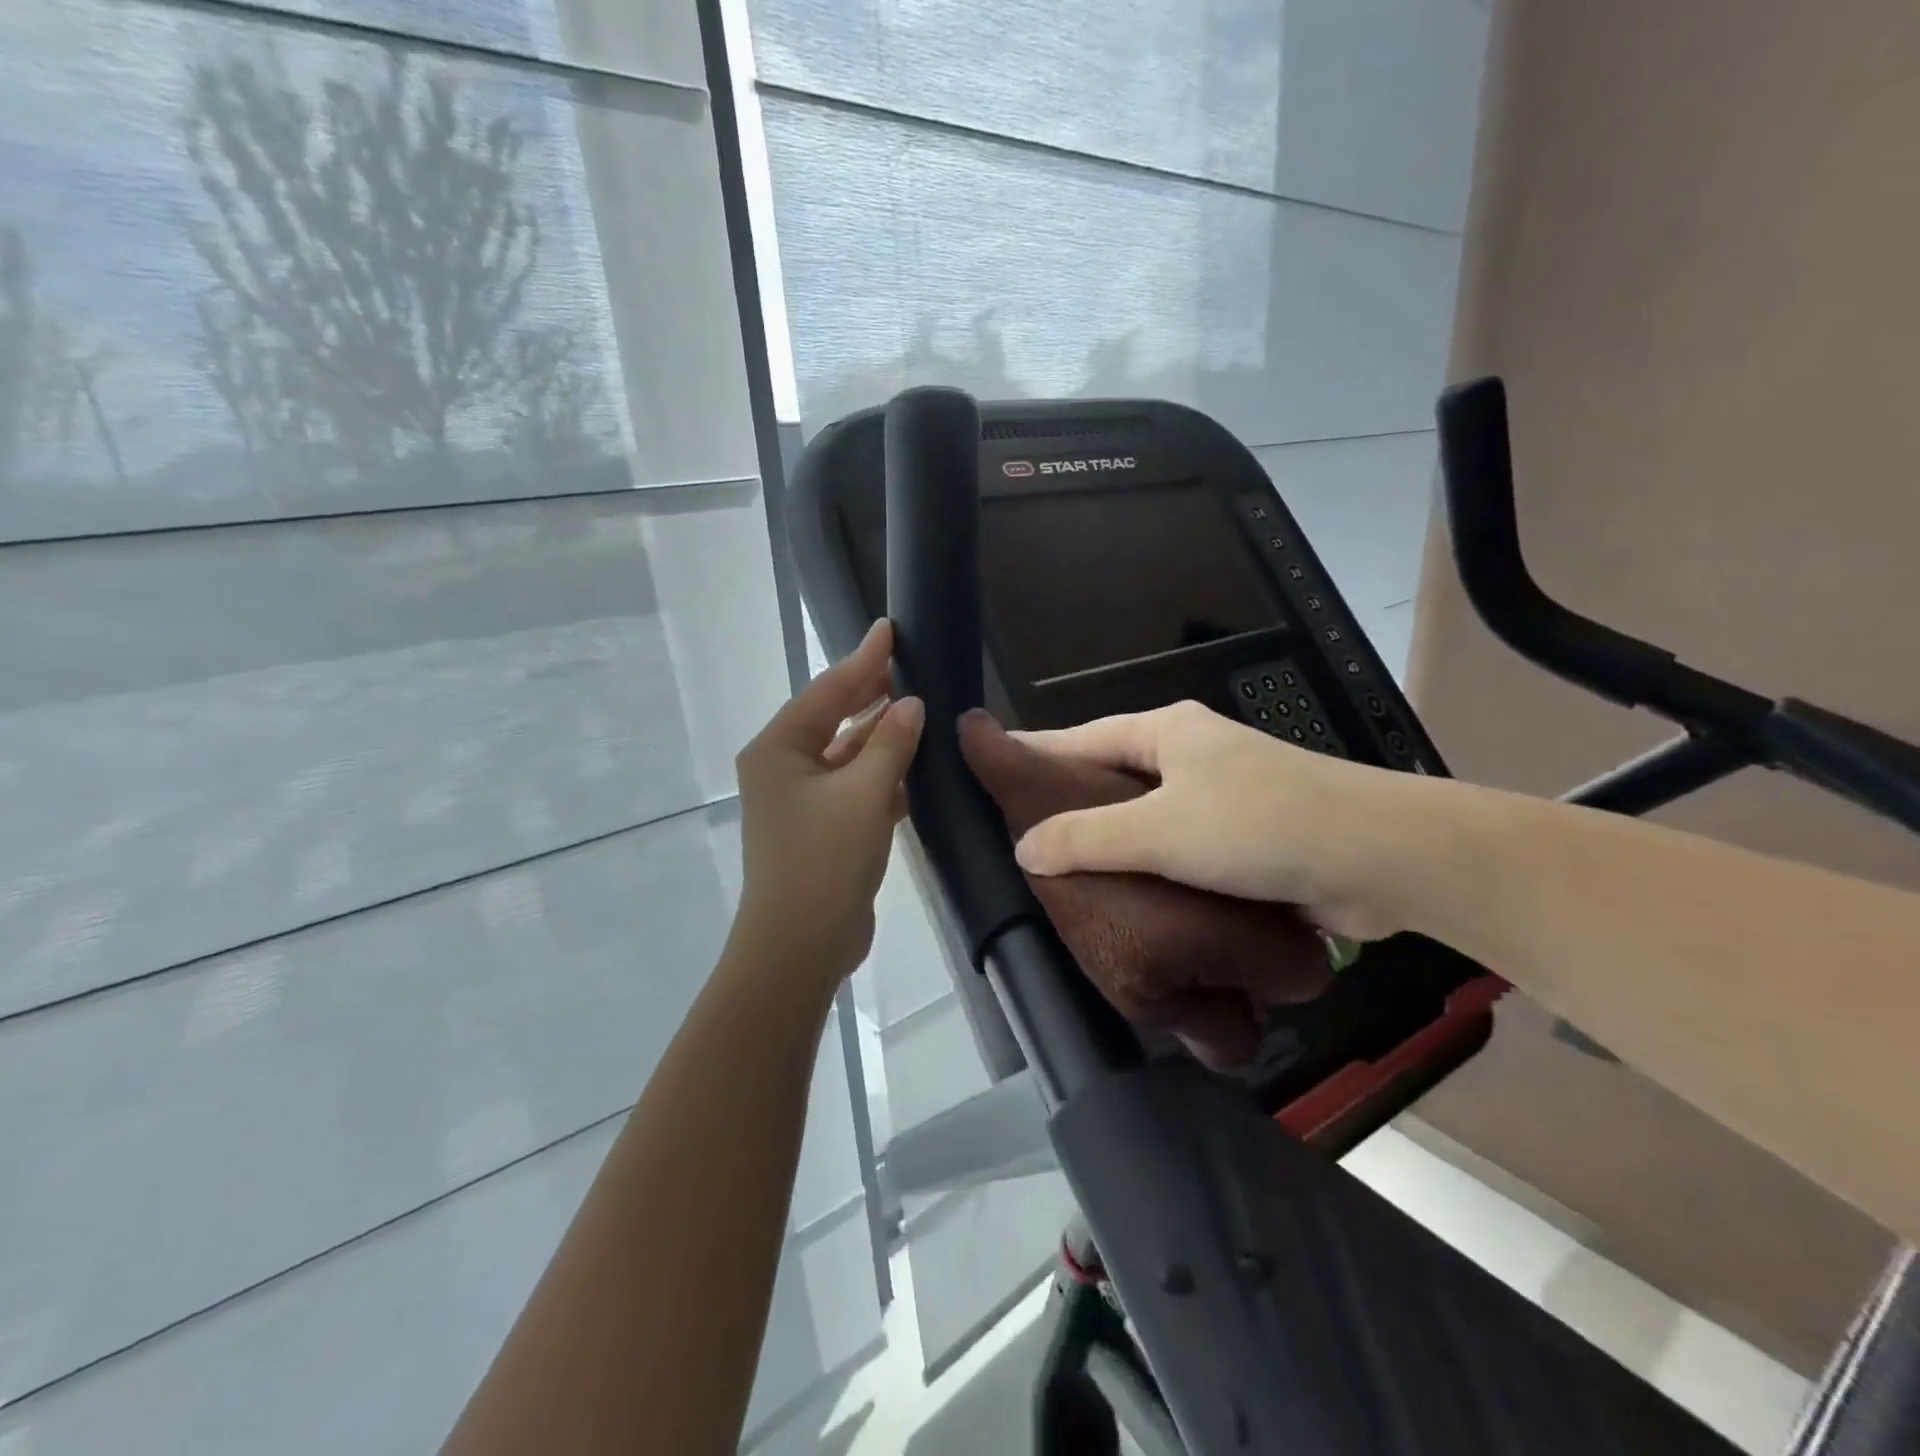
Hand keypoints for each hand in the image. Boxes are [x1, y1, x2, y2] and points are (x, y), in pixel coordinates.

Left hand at [733, 620, 924, 988]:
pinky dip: (880, 773)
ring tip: (917, 705)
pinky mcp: (823, 828)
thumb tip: (910, 704)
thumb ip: (890, 744)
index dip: (862, 659)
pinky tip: (912, 762)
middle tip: (908, 663)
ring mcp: (802, 800)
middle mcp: (784, 767)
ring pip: (846, 753)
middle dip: (869, 692)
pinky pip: (854, 786)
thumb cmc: (824, 860)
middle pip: (833, 717)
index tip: (888, 628)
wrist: (800, 945)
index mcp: (779, 749)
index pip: (826, 690)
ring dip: (879, 734)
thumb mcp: (863, 794)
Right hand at [1011, 701, 1446, 941]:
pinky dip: (1149, 869)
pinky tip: (1123, 899)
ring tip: (1060, 874)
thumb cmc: (1260, 825)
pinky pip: (1177, 851)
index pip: (1082, 737)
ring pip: (1146, 818)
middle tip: (1019, 835)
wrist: (1381, 860)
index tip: (995, 768)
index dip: (1037, 752)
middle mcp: (1191, 756)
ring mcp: (1221, 797)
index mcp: (1167, 732)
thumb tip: (1023, 849)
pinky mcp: (1244, 840)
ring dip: (1112, 843)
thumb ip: (1086, 838)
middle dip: (1069, 803)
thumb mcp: (1160, 830)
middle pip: (1112, 776)